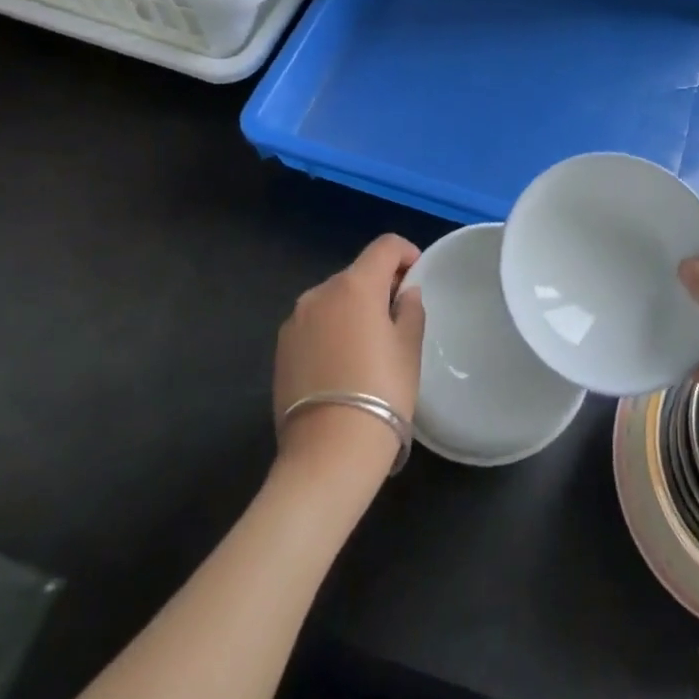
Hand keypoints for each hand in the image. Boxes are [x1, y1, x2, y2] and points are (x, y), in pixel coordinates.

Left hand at [274, 235, 425, 485]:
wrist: (328, 452)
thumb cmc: (382, 391)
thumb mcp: (409, 348)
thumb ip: (410, 310)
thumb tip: (404, 294)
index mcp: (354, 285)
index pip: (385, 246)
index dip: (406, 253)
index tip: (417, 276)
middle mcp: (319, 293)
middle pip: (357, 274)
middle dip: (379, 286)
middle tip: (399, 317)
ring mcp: (294, 321)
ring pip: (333, 300)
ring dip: (353, 309)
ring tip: (370, 345)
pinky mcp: (281, 350)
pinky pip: (314, 325)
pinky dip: (332, 330)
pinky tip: (343, 364)